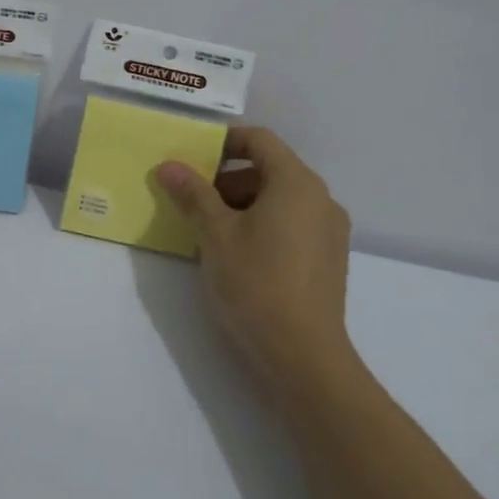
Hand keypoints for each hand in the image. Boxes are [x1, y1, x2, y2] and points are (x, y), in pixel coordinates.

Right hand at [156, 128, 353, 396]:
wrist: (304, 358)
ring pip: (281, 199)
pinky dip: (264, 225)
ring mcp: (330, 230)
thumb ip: (193, 194)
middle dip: (228, 179)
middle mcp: (321, 198)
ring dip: (244, 204)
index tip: (193, 157)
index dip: (225, 141)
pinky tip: (239, 256)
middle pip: (270, 169)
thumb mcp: (215, 235)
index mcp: (296, 182)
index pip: (260, 140)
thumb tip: (169, 165)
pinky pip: (293, 223)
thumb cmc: (256, 284)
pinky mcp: (330, 259)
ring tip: (211, 233)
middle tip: (194, 202)